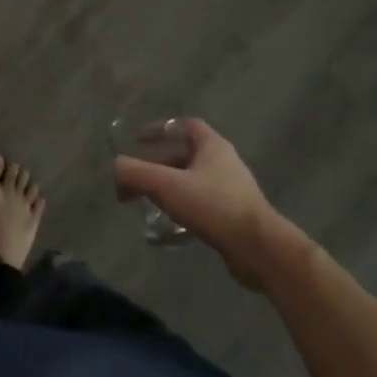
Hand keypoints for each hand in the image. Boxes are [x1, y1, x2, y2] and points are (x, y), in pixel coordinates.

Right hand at [114, 118, 295, 287]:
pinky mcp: (237, 217)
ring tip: (150, 201)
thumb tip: (116, 168)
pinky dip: (184, 207)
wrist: (260, 251)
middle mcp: (226, 163)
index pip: (186, 125)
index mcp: (213, 146)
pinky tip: (171, 223)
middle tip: (138, 178)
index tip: (139, 139)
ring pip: (194, 181)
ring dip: (171, 186)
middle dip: (160, 163)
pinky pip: (204, 204)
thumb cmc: (214, 206)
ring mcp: (234, 191)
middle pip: (186, 154)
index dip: (161, 128)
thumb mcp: (166, 185)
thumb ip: (135, 172)